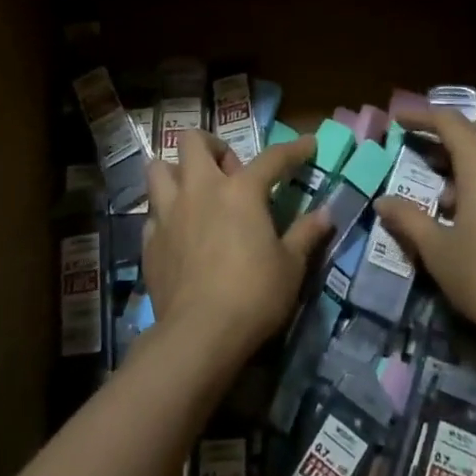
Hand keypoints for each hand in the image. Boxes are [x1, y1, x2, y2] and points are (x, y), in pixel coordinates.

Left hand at [143, 130, 331, 361]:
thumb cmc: (253, 295)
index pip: (272, 158)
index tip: (308, 143)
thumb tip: (326, 213)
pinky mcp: (149, 240)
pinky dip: (165, 215)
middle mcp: (200, 189)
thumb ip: (305, 234)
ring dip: (176, 173)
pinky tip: (179, 233)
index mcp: (240, 190)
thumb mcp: (291, 266)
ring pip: (158, 168)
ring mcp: (169, 213)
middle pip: (192, 141)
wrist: (199, 335)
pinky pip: (153, 212)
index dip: (294, 149)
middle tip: (228, 172)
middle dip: (210, 147)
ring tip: (193, 193)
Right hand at [375, 107, 475, 365]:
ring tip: (446, 190)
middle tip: (430, 148)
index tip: (398, 119)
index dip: (422, 116)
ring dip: (474, 154)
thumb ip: (409, 220)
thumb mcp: (438, 251)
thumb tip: (383, 202)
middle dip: (456, 128)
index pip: (450, 122)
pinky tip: (472, 212)